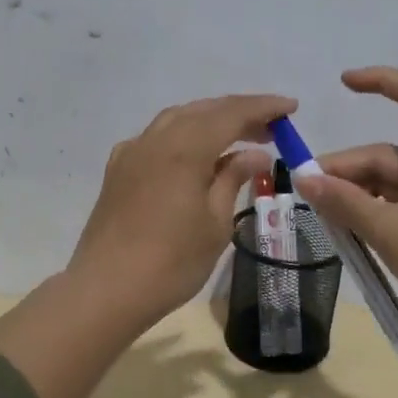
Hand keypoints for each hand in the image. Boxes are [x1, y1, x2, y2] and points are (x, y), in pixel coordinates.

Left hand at [68, 92, 296, 325]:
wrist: (107, 289)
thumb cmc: (172, 262)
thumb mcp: (216, 223)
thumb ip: (233, 179)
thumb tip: (255, 153)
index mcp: (185, 149)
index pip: (231, 114)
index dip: (263, 108)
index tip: (290, 107)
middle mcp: (156, 140)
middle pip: (203, 111)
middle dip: (238, 113)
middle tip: (271, 127)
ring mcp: (132, 153)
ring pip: (176, 120)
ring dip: (209, 120)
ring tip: (236, 136)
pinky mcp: (117, 171)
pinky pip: (155, 138)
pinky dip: (181, 136)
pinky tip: (191, 156)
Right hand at [292, 67, 397, 347]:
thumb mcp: (389, 230)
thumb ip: (344, 202)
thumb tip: (304, 178)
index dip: (380, 79)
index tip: (342, 85)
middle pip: (385, 152)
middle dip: (345, 170)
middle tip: (307, 197)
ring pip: (388, 182)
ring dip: (355, 195)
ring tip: (324, 221)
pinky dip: (373, 212)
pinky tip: (350, 234)